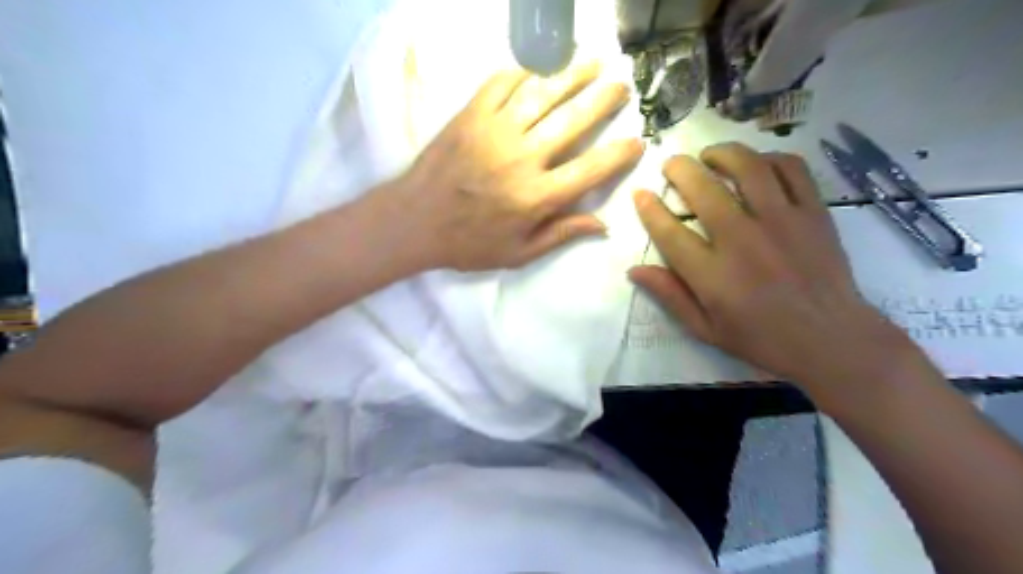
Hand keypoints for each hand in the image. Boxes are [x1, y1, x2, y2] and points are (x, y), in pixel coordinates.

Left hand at [391, 60, 637, 271]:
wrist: (413, 222)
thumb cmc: (468, 244)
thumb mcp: (518, 253)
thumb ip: (561, 235)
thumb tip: (603, 225)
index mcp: (537, 197)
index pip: (591, 170)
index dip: (619, 155)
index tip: (637, 142)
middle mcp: (523, 159)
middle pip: (573, 121)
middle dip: (603, 100)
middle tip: (621, 86)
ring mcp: (495, 132)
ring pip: (543, 94)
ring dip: (571, 75)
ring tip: (592, 64)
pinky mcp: (470, 115)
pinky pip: (501, 83)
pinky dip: (522, 71)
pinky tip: (537, 68)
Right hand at [632, 145, 909, 390]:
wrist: (830, 338)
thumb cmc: (761, 338)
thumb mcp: (705, 329)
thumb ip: (670, 296)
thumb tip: (634, 270)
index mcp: (712, 275)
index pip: (669, 232)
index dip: (649, 208)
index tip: (641, 193)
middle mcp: (742, 240)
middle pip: (703, 189)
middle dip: (679, 169)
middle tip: (672, 166)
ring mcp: (782, 222)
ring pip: (747, 168)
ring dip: (722, 153)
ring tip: (711, 155)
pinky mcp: (814, 213)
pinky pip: (791, 169)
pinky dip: (770, 158)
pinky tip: (758, 164)